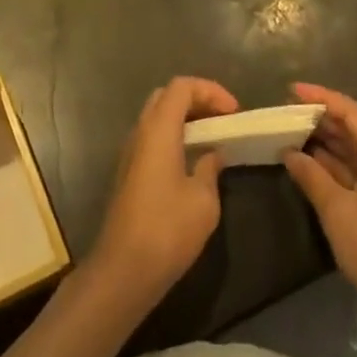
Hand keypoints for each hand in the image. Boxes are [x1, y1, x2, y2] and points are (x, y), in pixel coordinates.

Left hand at [89, 77, 238, 305]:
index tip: (234, 111)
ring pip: (157, 117)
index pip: (181, 86)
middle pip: (167, 96)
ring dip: (185, 119)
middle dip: (197, 99)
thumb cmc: (167, 230)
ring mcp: (130, 151)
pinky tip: (192, 160)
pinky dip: (174, 136)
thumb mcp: (203, 201)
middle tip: (223, 118)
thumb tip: (212, 155)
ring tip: (213, 137)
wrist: (123, 269)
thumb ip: (210, 169)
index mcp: (158, 129)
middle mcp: (140, 132)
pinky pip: (152, 138)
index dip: (210, 90)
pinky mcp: (128, 171)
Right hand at [282, 83, 356, 325]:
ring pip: (353, 151)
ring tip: (292, 133)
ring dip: (325, 141)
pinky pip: (354, 171)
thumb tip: (290, 152)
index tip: (292, 90)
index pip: (352, 112)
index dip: (322, 97)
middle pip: (354, 129)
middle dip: (321, 118)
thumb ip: (311, 175)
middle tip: (287, 112)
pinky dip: (331, 165)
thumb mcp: (336, 209)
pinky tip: (308, 166)